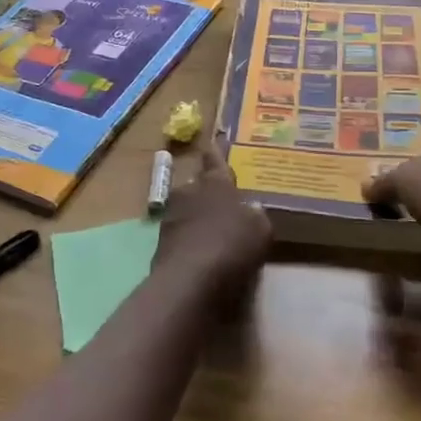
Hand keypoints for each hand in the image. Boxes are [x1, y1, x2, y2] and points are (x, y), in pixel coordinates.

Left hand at [154, 140, 271, 289]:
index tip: (213, 141)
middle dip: (206, 190)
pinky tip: (201, 252)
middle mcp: (189, 192)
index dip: (216, 152)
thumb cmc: (232, 244)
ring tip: (211, 229)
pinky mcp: (161, 243)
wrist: (189, 280)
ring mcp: (171, 217)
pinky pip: (180, 234)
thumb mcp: (260, 229)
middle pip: (198, 185)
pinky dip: (189, 239)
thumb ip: (255, 215)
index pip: (215, 161)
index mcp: (215, 183)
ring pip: (186, 209)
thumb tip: (251, 209)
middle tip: (220, 199)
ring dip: (196, 216)